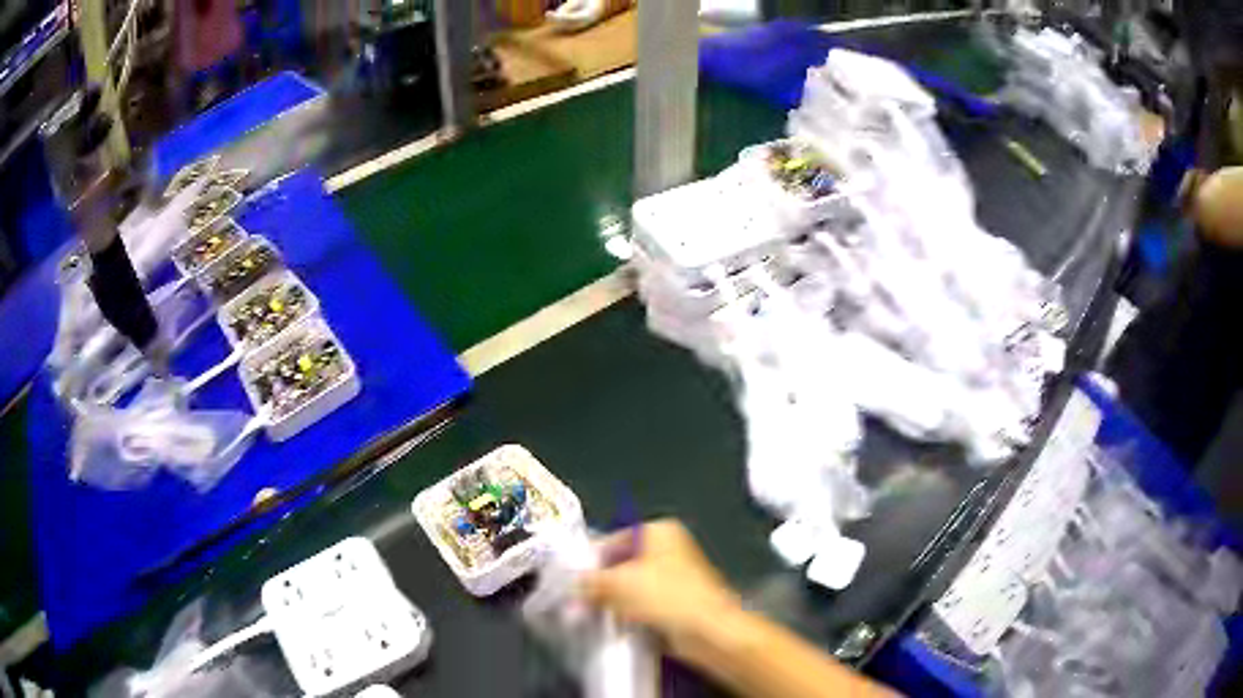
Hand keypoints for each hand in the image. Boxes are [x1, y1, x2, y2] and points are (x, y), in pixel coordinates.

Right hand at [581, 519, 743, 658]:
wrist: (709, 631)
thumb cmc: (666, 597)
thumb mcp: (618, 584)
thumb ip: (590, 582)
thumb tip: (572, 584)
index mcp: (659, 531)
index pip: (613, 540)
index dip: (590, 560)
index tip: (570, 580)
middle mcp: (669, 549)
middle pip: (622, 564)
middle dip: (600, 584)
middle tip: (575, 601)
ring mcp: (676, 578)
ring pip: (632, 588)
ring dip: (613, 603)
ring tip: (589, 616)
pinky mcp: (679, 604)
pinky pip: (644, 606)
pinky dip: (629, 615)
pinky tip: (612, 627)